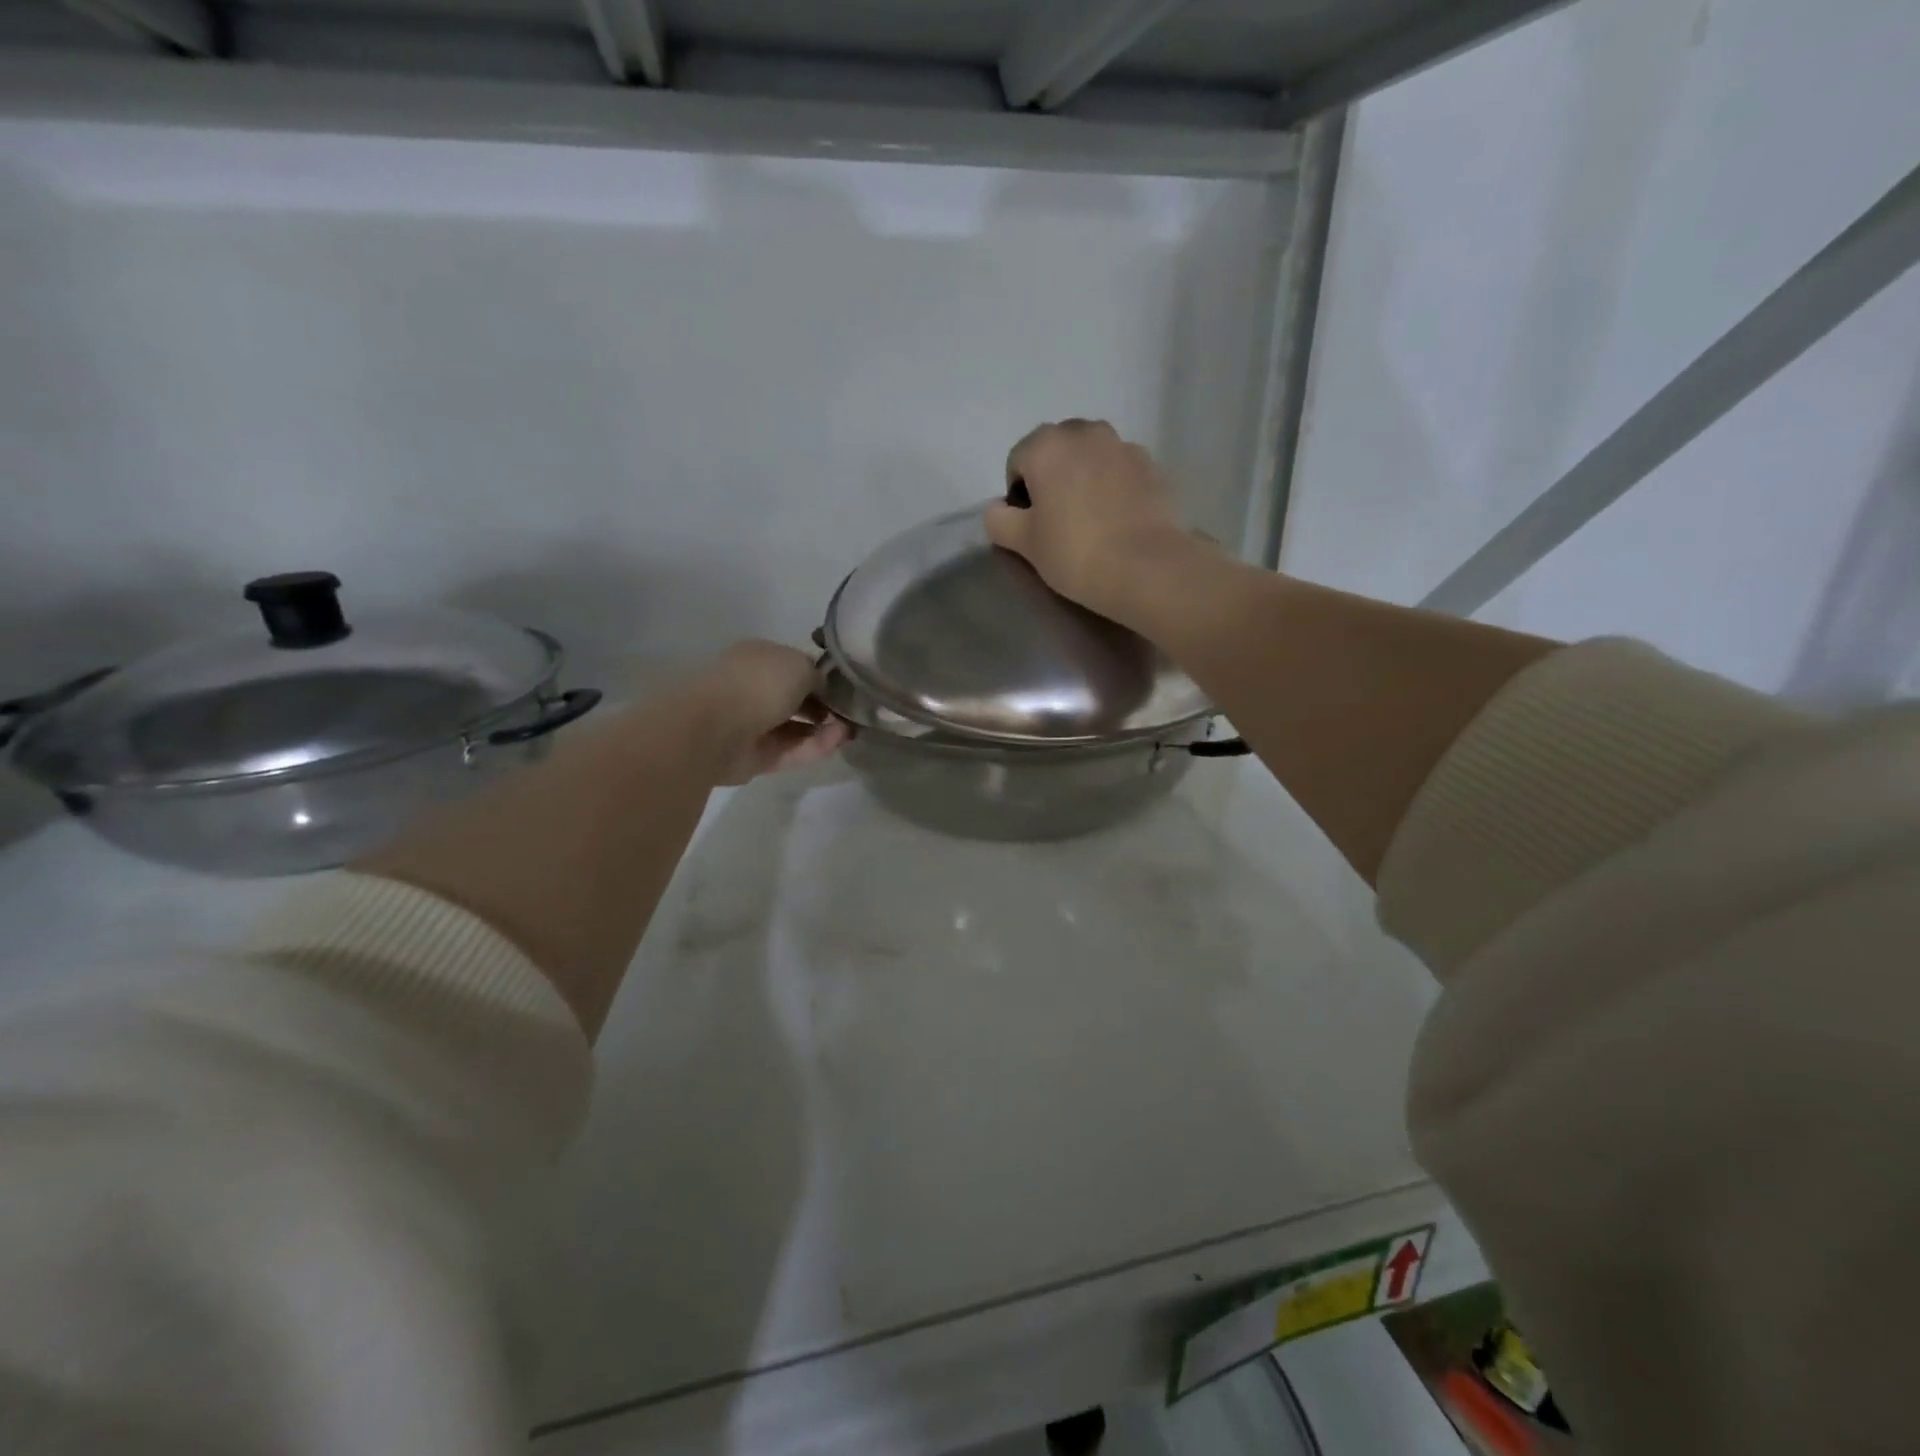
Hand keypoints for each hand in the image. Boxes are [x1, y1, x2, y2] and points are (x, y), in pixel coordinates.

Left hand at [690, 641, 849, 785]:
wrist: (717, 728)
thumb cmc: (759, 683)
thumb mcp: (800, 665)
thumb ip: (818, 677)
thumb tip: (822, 691)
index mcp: (758, 658)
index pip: (794, 666)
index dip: (821, 678)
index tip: (846, 689)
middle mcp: (753, 688)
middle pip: (796, 699)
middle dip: (825, 707)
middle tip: (852, 714)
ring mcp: (753, 724)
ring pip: (796, 727)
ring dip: (825, 729)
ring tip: (850, 731)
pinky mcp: (756, 756)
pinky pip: (791, 750)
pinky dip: (815, 746)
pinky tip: (837, 742)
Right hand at [986, 420, 1207, 627]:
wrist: (1147, 567)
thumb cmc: (1075, 552)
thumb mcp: (1023, 543)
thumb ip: (999, 520)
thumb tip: (998, 508)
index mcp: (1046, 445)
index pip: (1018, 461)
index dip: (1018, 494)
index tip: (1030, 525)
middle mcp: (1084, 432)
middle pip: (1056, 451)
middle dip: (1052, 478)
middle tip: (1058, 521)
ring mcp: (1122, 445)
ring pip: (1090, 457)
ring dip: (1083, 478)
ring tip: (1090, 519)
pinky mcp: (1151, 465)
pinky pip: (1119, 469)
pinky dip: (1112, 486)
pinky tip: (1117, 520)